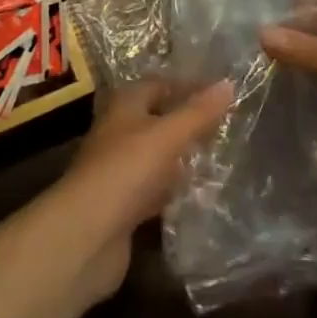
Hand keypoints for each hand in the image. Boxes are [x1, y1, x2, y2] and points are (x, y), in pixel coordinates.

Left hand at [50, 78, 233, 301]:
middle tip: (225, 126)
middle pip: (156, 119)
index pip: (158, 84)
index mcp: (124, 105)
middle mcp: (118, 131)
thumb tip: (228, 83)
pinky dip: (172, 190)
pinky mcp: (122, 205)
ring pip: (155, 155)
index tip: (220, 93)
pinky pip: (153, 189)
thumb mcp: (168, 135)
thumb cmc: (127, 170)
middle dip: (186, 122)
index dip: (187, 86)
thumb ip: (198, 113)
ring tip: (218, 158)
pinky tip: (197, 195)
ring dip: (180, 157)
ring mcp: (118, 169)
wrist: (87, 234)